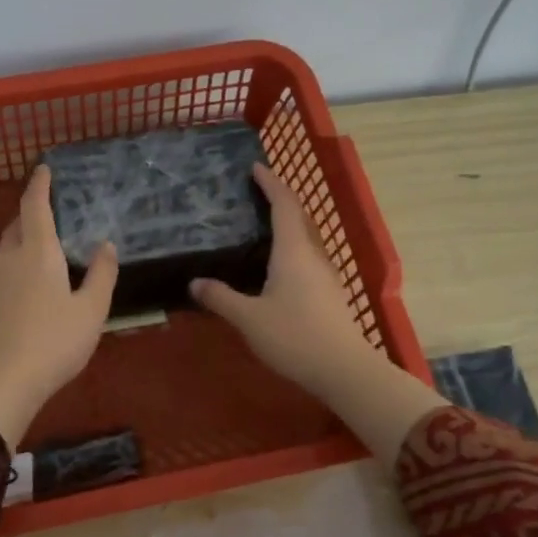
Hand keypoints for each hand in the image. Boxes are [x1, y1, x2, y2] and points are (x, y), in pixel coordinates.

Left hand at [0, 165, 118, 447]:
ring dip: (20, 240)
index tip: (44, 169)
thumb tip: (106, 245)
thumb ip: (101, 275)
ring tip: (40, 249)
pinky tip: (25, 285)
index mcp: (37, 252)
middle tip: (49, 213)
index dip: (39, 185)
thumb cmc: (54, 343)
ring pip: (5, 248)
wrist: (1, 382)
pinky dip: (13, 265)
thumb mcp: (91, 311)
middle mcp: (9, 258)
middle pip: (17, 225)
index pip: (35, 206)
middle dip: (31, 213)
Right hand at [189, 164, 373, 397]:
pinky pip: (308, 256)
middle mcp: (312, 255)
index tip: (255, 167)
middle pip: (299, 216)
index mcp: (293, 251)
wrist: (343, 369)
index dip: (270, 183)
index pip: (283, 204)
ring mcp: (325, 274)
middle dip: (279, 199)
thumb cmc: (293, 336)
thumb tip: (194, 282)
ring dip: (288, 223)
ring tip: (262, 224)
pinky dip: (292, 247)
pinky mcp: (330, 293)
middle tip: (255, 192)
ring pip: (306, 237)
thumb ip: (221, 297)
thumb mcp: (248, 318)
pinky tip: (278, 264)